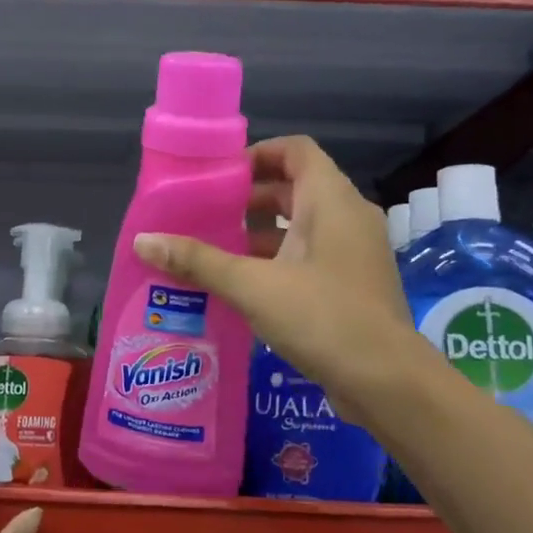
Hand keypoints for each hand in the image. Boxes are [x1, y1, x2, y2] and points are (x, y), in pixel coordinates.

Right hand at [134, 135, 416, 434]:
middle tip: (206, 214)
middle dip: (249, 198)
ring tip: (215, 249)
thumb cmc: (323, 317)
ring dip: (261, 232)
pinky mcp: (353, 284)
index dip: (257, 154)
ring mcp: (354, 252)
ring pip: (302, 225)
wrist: (388, 382)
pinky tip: (243, 285)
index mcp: (330, 200)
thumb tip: (143, 240)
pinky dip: (278, 259)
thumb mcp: (252, 285)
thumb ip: (198, 260)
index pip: (295, 150)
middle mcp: (348, 217)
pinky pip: (311, 255)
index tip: (219, 177)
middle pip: (295, 187)